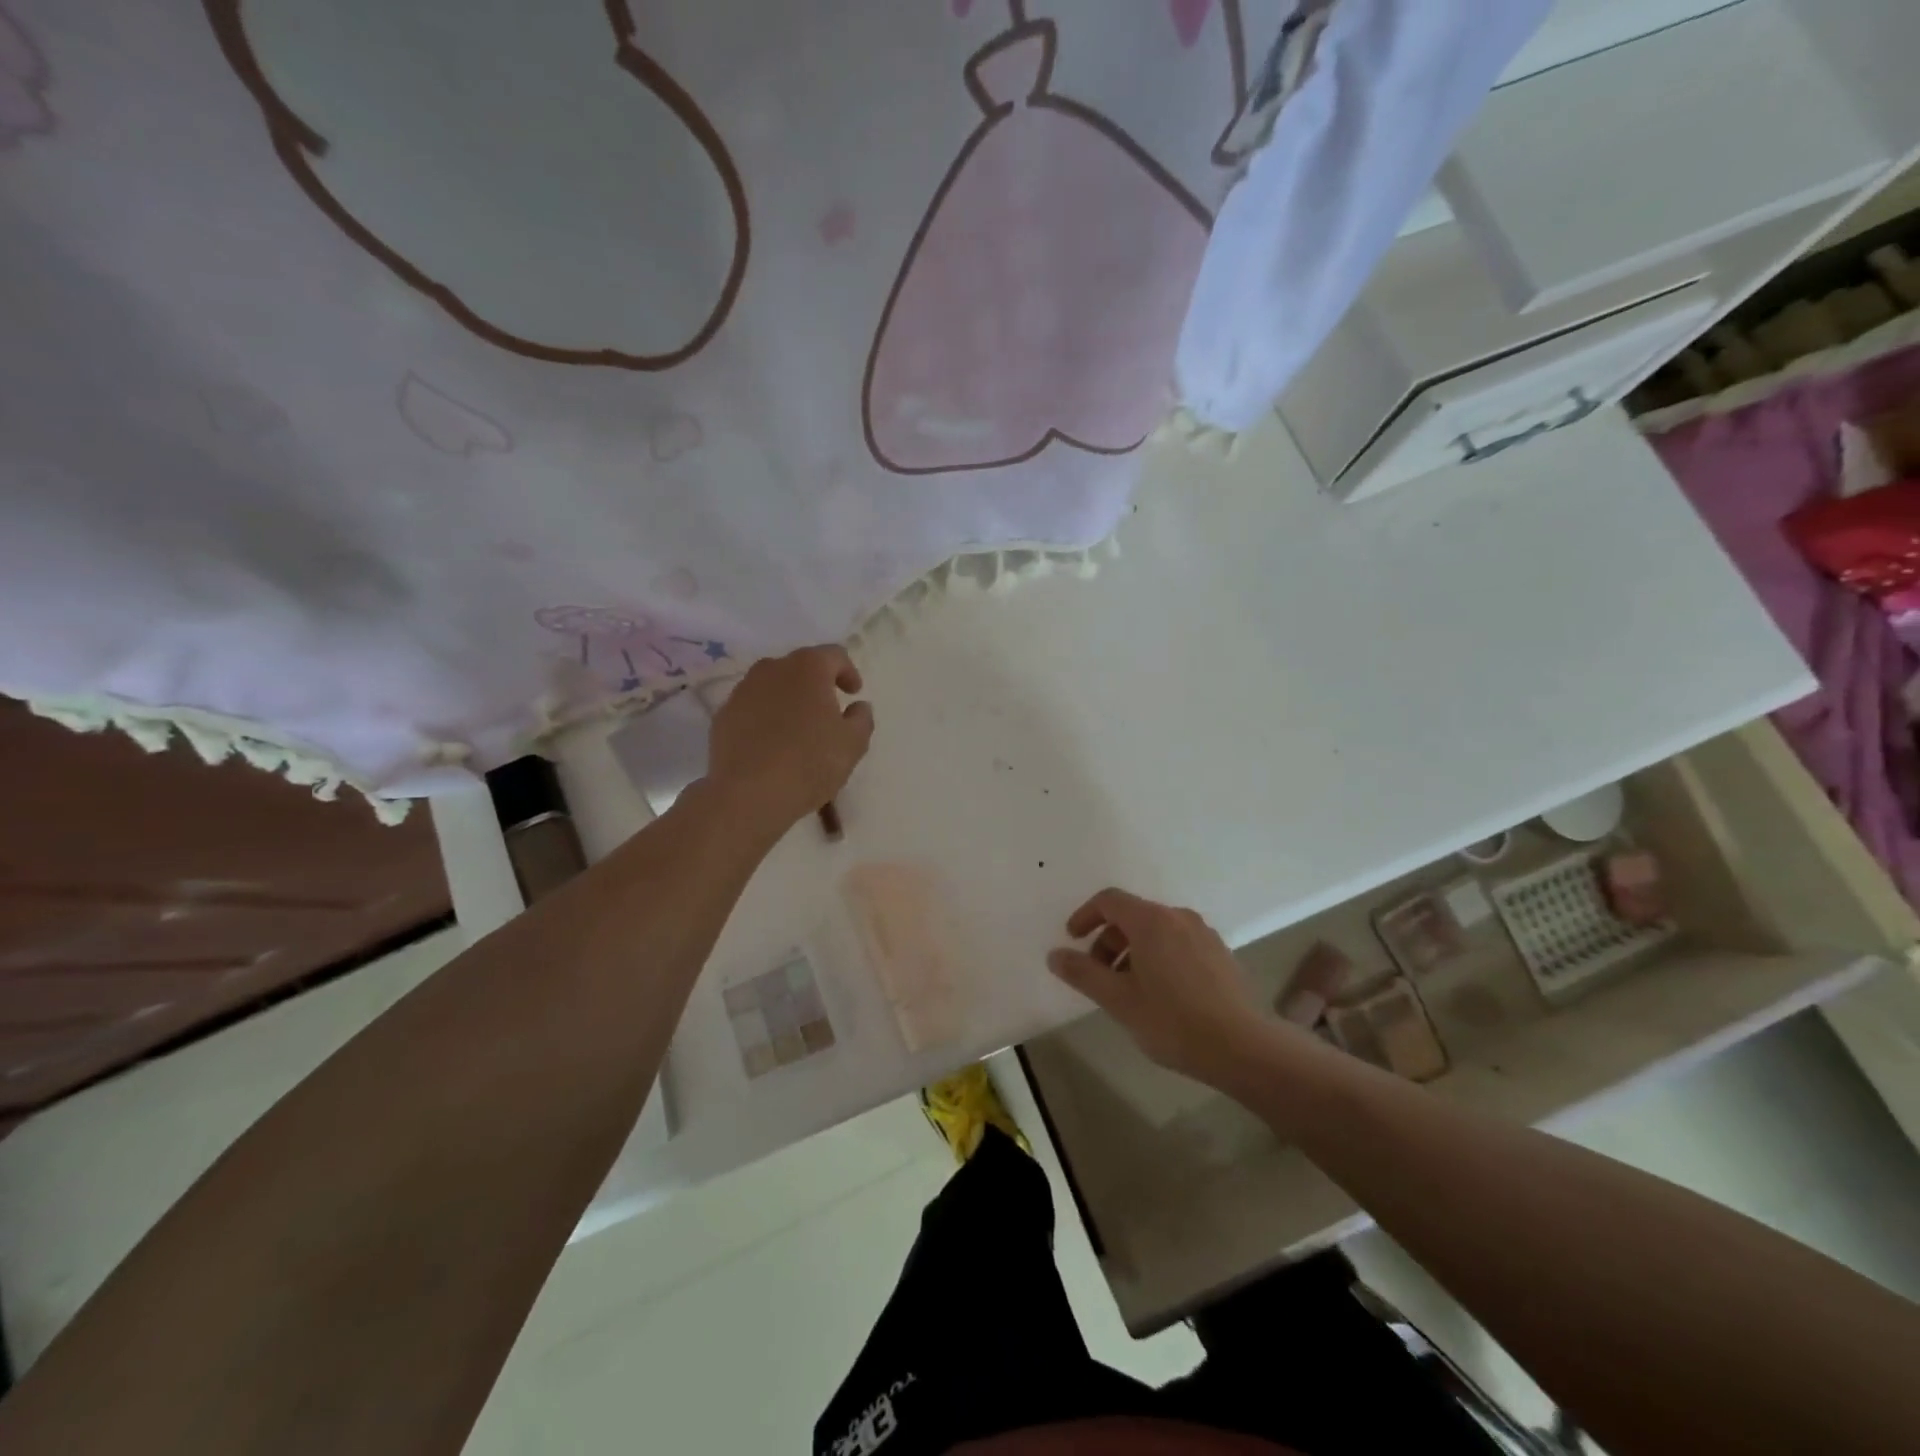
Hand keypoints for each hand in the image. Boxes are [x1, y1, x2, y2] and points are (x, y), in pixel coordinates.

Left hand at [706, 646, 873, 835]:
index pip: (834, 655)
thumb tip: (858, 707)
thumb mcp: (853, 743)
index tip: (853, 693)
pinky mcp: (723, 716)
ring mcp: (742, 691)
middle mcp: (772, 669)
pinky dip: (764, 718)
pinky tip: (771, 744)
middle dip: (816, 684)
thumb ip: (862, 718)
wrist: (749, 793)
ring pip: (772, 686)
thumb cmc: (810, 762)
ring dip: (788, 699)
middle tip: (827, 709)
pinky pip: (751, 708)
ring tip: (798, 727)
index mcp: (808, 668)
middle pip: (800, 667)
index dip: (848, 672)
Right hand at [1048, 889, 1285, 1089]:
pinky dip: (1158, 957)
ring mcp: (1203, 934)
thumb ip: (1083, 973)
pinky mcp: (1220, 954)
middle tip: (1098, 976)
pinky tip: (1160, 995)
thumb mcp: (1118, 1000)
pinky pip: (1178, 943)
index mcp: (1151, 921)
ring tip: (1128, 991)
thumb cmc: (1173, 1021)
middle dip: (1108, 941)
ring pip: (1156, 931)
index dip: (1085, 916)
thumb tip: (1055, 955)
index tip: (1073, 941)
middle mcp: (1178, 917)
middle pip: (1132, 915)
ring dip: (1132, 951)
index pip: (1109, 900)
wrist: (1244, 1048)